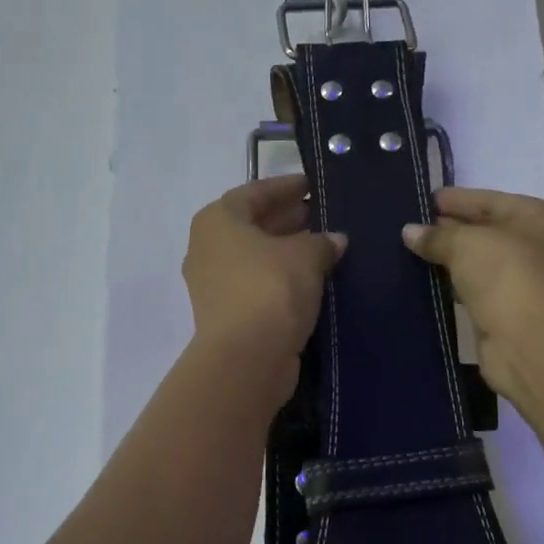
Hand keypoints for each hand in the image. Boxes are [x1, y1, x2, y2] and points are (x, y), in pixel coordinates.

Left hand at [183, 175, 345, 380]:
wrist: (246, 358)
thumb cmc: (270, 289)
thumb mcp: (305, 256)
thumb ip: (322, 242)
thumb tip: (335, 240)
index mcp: (218, 220)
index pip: (254, 192)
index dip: (286, 187)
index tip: (313, 185)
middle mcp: (208, 248)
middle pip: (253, 224)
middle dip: (289, 219)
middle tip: (325, 215)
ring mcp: (214, 284)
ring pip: (256, 257)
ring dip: (288, 251)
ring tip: (326, 247)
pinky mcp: (227, 314)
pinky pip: (259, 284)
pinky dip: (283, 278)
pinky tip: (313, 279)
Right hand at [401, 188, 543, 405]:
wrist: (531, 343)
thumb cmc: (508, 275)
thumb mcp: (466, 243)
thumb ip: (437, 235)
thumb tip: (409, 232)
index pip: (494, 201)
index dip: (458, 200)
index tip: (426, 199)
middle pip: (491, 231)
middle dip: (453, 229)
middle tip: (414, 225)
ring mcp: (530, 283)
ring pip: (484, 263)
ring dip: (453, 259)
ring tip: (415, 251)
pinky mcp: (512, 313)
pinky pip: (479, 290)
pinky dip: (457, 285)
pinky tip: (429, 280)